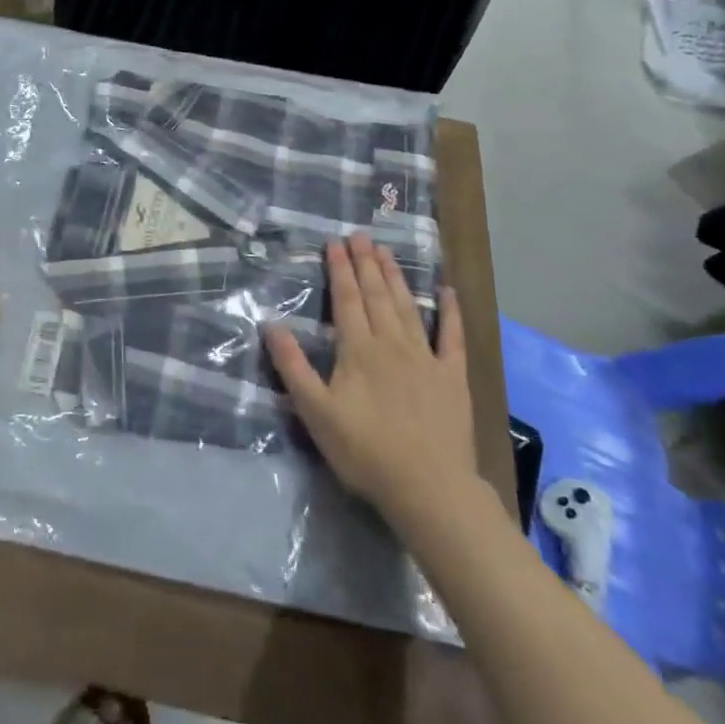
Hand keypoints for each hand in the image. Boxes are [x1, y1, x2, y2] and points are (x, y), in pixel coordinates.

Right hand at [264, 233, 482, 534]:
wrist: (429, 488)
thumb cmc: (365, 451)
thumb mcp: (315, 412)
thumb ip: (293, 366)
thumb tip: (272, 325)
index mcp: (358, 350)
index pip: (347, 299)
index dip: (340, 269)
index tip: (335, 243)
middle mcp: (392, 343)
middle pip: (376, 295)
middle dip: (366, 263)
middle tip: (360, 235)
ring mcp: (426, 358)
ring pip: (407, 307)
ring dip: (395, 277)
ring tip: (386, 251)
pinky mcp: (452, 377)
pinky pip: (453, 337)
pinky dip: (451, 312)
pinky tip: (448, 291)